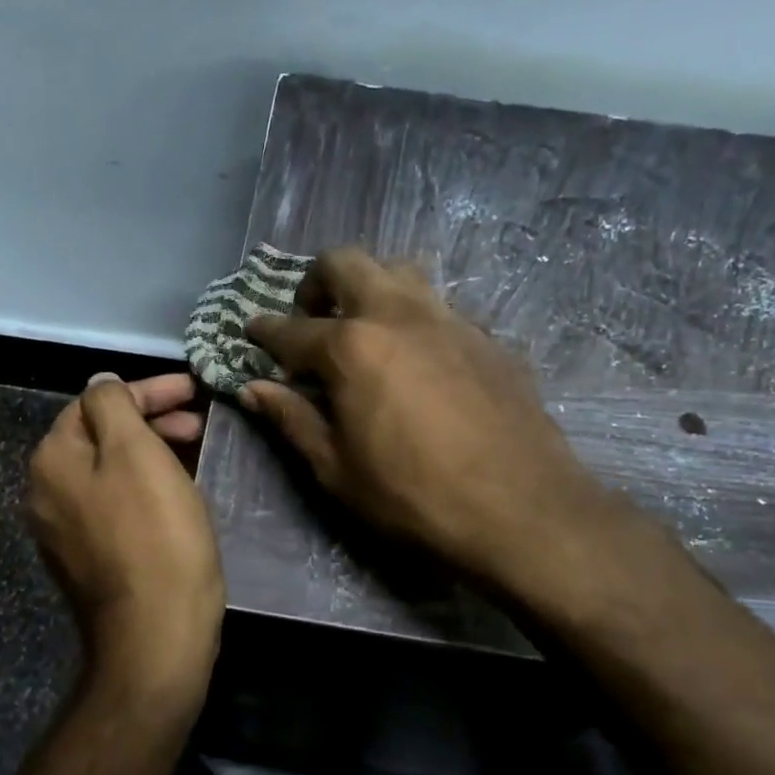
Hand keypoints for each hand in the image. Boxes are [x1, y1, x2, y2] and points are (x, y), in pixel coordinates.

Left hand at [26, 372, 224, 712]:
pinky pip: (115, 505)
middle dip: (151, 422)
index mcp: (52, 460)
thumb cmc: (155, 536)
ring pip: (110, 471)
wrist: (155, 635)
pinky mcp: (87, 560)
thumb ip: (114, 406)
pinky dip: (145, 488)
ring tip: (195, 454)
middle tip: (199, 425)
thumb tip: (101, 383)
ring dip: (151, 454)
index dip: (149, 391)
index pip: (98, 403)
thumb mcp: (137, 453)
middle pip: (101, 437)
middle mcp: (45, 492)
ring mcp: (63, 530)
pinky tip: (176, 494)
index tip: (195, 391)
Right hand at [243, 248, 635, 595]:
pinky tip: (418, 359)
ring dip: (370, 286)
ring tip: (363, 328)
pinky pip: (439, 307)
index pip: (292, 329)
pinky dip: (413, 318)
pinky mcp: (487, 338)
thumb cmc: (413, 497)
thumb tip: (253, 388)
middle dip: (316, 281)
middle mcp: (398, 315)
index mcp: (352, 347)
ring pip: (400, 272)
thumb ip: (292, 420)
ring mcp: (449, 320)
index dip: (264, 330)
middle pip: (347, 263)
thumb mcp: (336, 470)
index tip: (251, 329)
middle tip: (310, 317)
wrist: (522, 510)